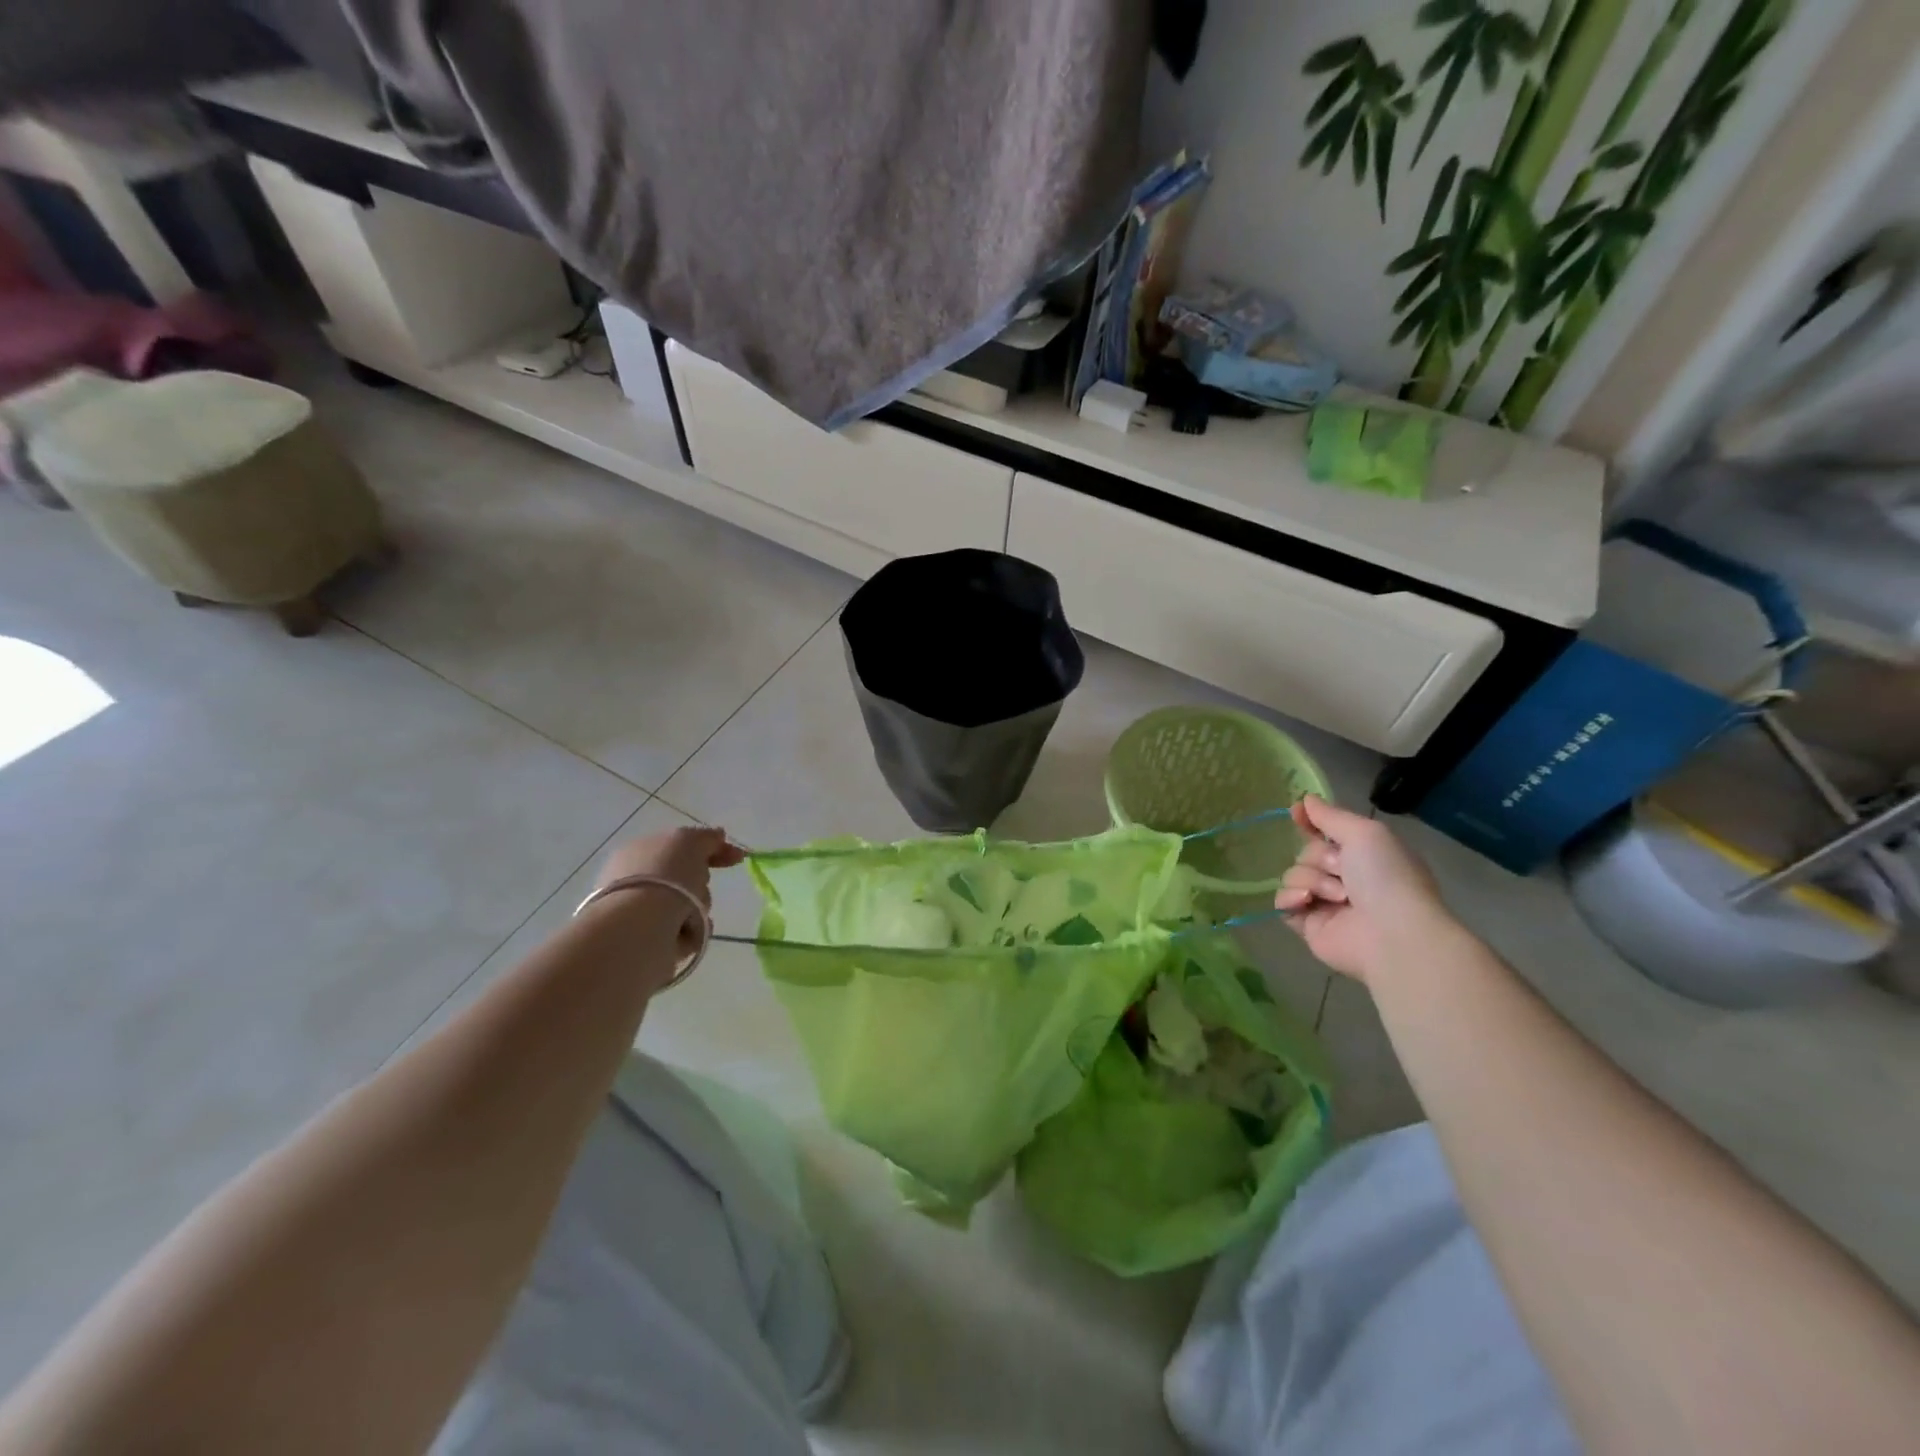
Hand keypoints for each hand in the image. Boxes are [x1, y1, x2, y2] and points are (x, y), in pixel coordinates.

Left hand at [595, 826, 745, 960]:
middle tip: (700, 886)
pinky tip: (692, 930)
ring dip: (699, 908)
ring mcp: (641, 912)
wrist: (639, 925)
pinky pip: (686, 931)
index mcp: (640, 851)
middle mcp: (637, 881)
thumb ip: (707, 838)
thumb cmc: (664, 875)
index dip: (711, 849)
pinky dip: (694, 930)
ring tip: (692, 913)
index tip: (738, 858)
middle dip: (701, 883)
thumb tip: (718, 835)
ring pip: (689, 905)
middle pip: (686, 878)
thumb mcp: (690, 842)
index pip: (680, 847)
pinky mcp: (650, 941)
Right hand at [1275, 795, 1453, 984]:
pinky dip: (1291, 898)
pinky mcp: (1308, 925)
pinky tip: (1307, 901)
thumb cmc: (1386, 877)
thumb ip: (1331, 815)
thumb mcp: (1364, 833)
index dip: (1310, 822)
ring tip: (1338, 896)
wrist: (1393, 934)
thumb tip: (1306, 799)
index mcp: (1363, 855)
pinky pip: (1283, 903)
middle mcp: (1345, 878)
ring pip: (1294, 875)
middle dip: (1318, 858)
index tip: (1296, 813)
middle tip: (1342, 871)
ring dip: (1312, 880)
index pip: (1326, 832)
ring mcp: (1325, 903)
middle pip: (1307, 853)